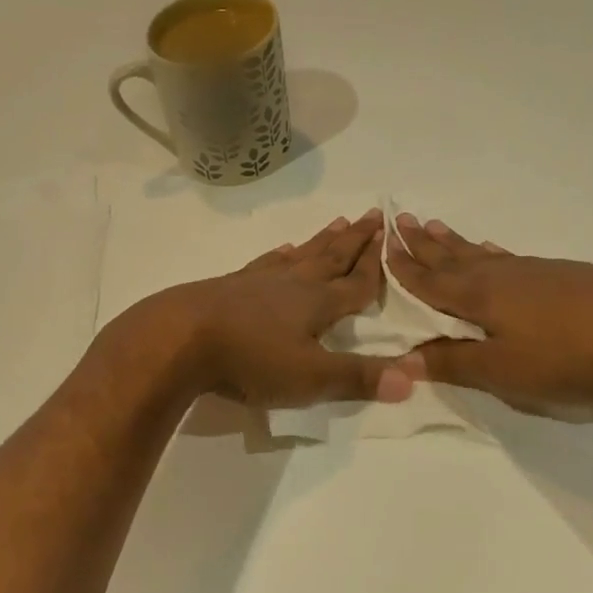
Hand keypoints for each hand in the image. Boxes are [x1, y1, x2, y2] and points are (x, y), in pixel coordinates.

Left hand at [146, 210, 414, 408]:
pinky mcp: (230, 285)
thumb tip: (414, 377)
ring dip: (322, 241)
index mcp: (317, 304)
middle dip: (355, 240)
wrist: (178, 338)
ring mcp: (259, 281)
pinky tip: (281, 251)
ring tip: (338, 222)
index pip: (357, 282)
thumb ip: (359, 377)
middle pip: (331, 257)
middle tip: (372, 215)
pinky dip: (278, 256)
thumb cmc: (249, 360)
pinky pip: (264, 264)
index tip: (392, 237)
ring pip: (300, 255)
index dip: (376, 265)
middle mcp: (293, 284)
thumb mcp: (310, 377)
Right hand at [385, 214, 592, 410]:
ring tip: (436, 227)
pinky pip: (510, 257)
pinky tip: (494, 250)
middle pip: (452, 257)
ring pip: (482, 253)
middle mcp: (501, 276)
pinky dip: (492, 252)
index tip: (382, 245)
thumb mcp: (502, 370)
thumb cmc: (566, 355)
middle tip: (402, 220)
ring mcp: (535, 272)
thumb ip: (452, 362)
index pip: (430, 280)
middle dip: (425, 245)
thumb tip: (403, 356)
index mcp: (478, 296)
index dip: (404, 267)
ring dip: (455, 243)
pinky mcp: (564, 276)